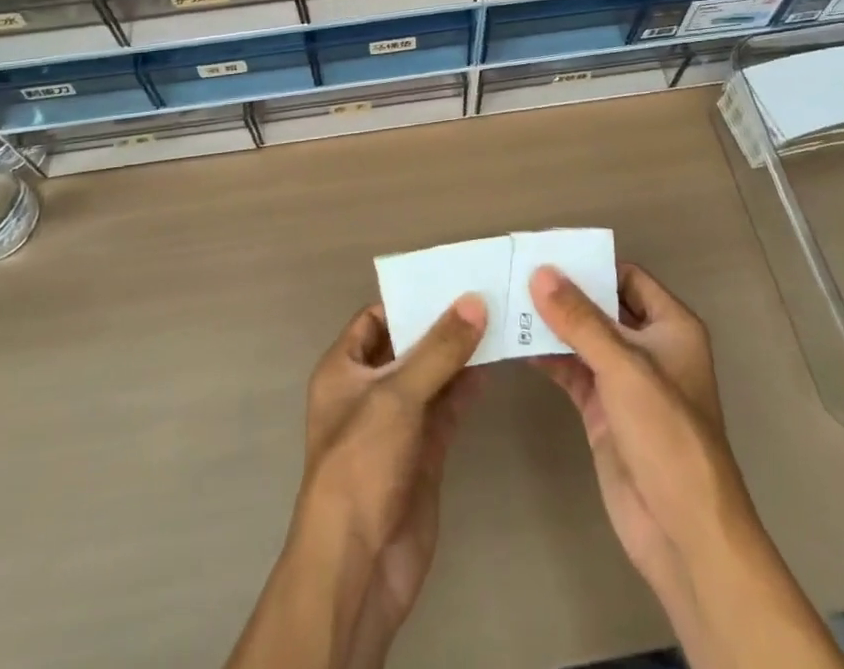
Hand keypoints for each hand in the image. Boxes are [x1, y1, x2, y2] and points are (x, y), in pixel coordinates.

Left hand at [300, 297, 487, 665]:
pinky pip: (447, 408)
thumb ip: (439, 348)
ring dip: (460, 354)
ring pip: (431, 376)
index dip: (409, 298)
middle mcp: (368, 390)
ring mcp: (397, 423)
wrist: (359, 565)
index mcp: (344, 369)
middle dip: (441, 324)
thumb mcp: (398, 395)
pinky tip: (494, 365)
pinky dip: (467, 388)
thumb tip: (474, 301)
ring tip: (498, 321)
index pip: (376, 318)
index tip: (451, 279)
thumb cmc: (362, 463)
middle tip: (485, 293)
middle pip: (407, 345)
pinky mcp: (423, 452)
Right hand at [527, 264, 750, 634]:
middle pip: (600, 305)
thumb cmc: (667, 435)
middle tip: (516, 270)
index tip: (546, 249)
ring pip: (582, 338)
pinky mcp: (603, 410)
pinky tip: (515, 344)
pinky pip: (571, 371)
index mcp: (671, 327)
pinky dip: (546, 357)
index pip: (626, 276)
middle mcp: (648, 347)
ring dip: (550, 324)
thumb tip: (541, 273)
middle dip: (563, 292)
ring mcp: (624, 381)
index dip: (590, 262)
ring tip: (506, 302)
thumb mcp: (624, 368)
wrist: (683, 532)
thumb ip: (579, 319)